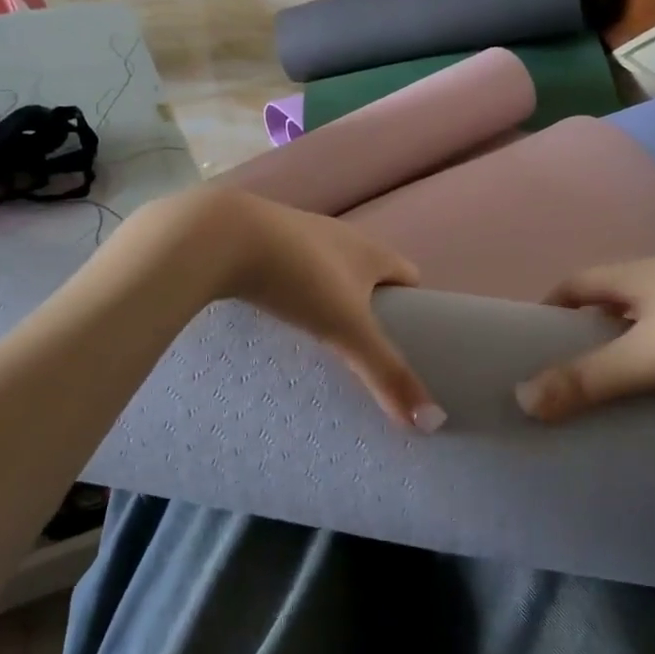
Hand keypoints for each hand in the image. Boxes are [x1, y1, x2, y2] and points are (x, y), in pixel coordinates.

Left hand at [136, 188, 440, 430]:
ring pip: (326, 267)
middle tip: (361, 346)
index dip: (414, 305)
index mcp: (369, 250)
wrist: (222, 235)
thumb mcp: (347, 330)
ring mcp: (297, 231)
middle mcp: (339, 234)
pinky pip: (287, 264)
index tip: (409, 340)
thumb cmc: (300, 278)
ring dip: (327, 295)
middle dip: (369, 305)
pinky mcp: (259, 236)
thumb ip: (386, 374)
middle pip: (367, 271)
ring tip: (317, 335)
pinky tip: (273, 311)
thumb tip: (433, 422)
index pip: (408, 274)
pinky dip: (289, 287)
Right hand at [515, 247, 654, 421]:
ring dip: (638, 327)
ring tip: (634, 369)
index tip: (536, 334)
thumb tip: (522, 399)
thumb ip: (588, 379)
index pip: (576, 281)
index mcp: (635, 274)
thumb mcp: (646, 356)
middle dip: (593, 320)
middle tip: (581, 362)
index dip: (551, 303)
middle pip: (615, 290)